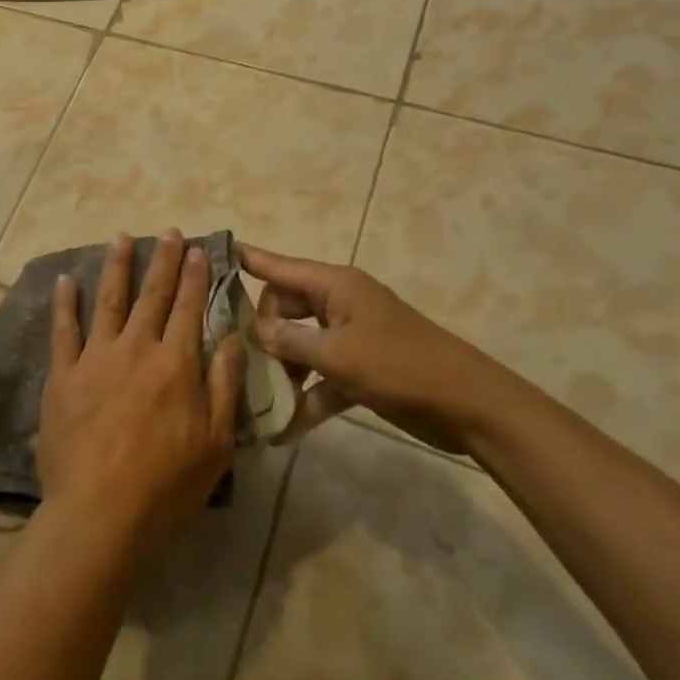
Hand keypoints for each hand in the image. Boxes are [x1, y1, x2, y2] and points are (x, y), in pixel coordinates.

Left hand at [39, 232, 246, 554]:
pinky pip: (64, 329)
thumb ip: (225, 385)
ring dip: (116, 266)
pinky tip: (66, 279)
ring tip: (121, 236)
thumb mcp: (216, 442)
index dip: (195, 277)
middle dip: (163, 260)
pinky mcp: (63, 373)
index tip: (199, 249)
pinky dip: (65, 302)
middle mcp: (136, 348)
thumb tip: (234, 337)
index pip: (189, 308)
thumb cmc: (166, 483)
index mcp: (176, 364)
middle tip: (169, 232)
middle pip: (152, 295)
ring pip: (109, 300)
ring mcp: (96, 357)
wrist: (100, 509)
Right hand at [238, 243, 508, 455]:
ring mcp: (350, 336)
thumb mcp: (337, 353)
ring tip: (256, 399)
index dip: (246, 259)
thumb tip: (255, 330)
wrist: (469, 406)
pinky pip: (322, 376)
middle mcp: (338, 304)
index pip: (277, 266)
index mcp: (334, 286)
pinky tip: (284, 427)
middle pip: (284, 308)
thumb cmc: (399, 366)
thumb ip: (290, 340)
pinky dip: (307, 396)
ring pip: (300, 344)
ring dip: (283, 371)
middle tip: (241, 360)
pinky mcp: (361, 368)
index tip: (209, 252)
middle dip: (263, 334)